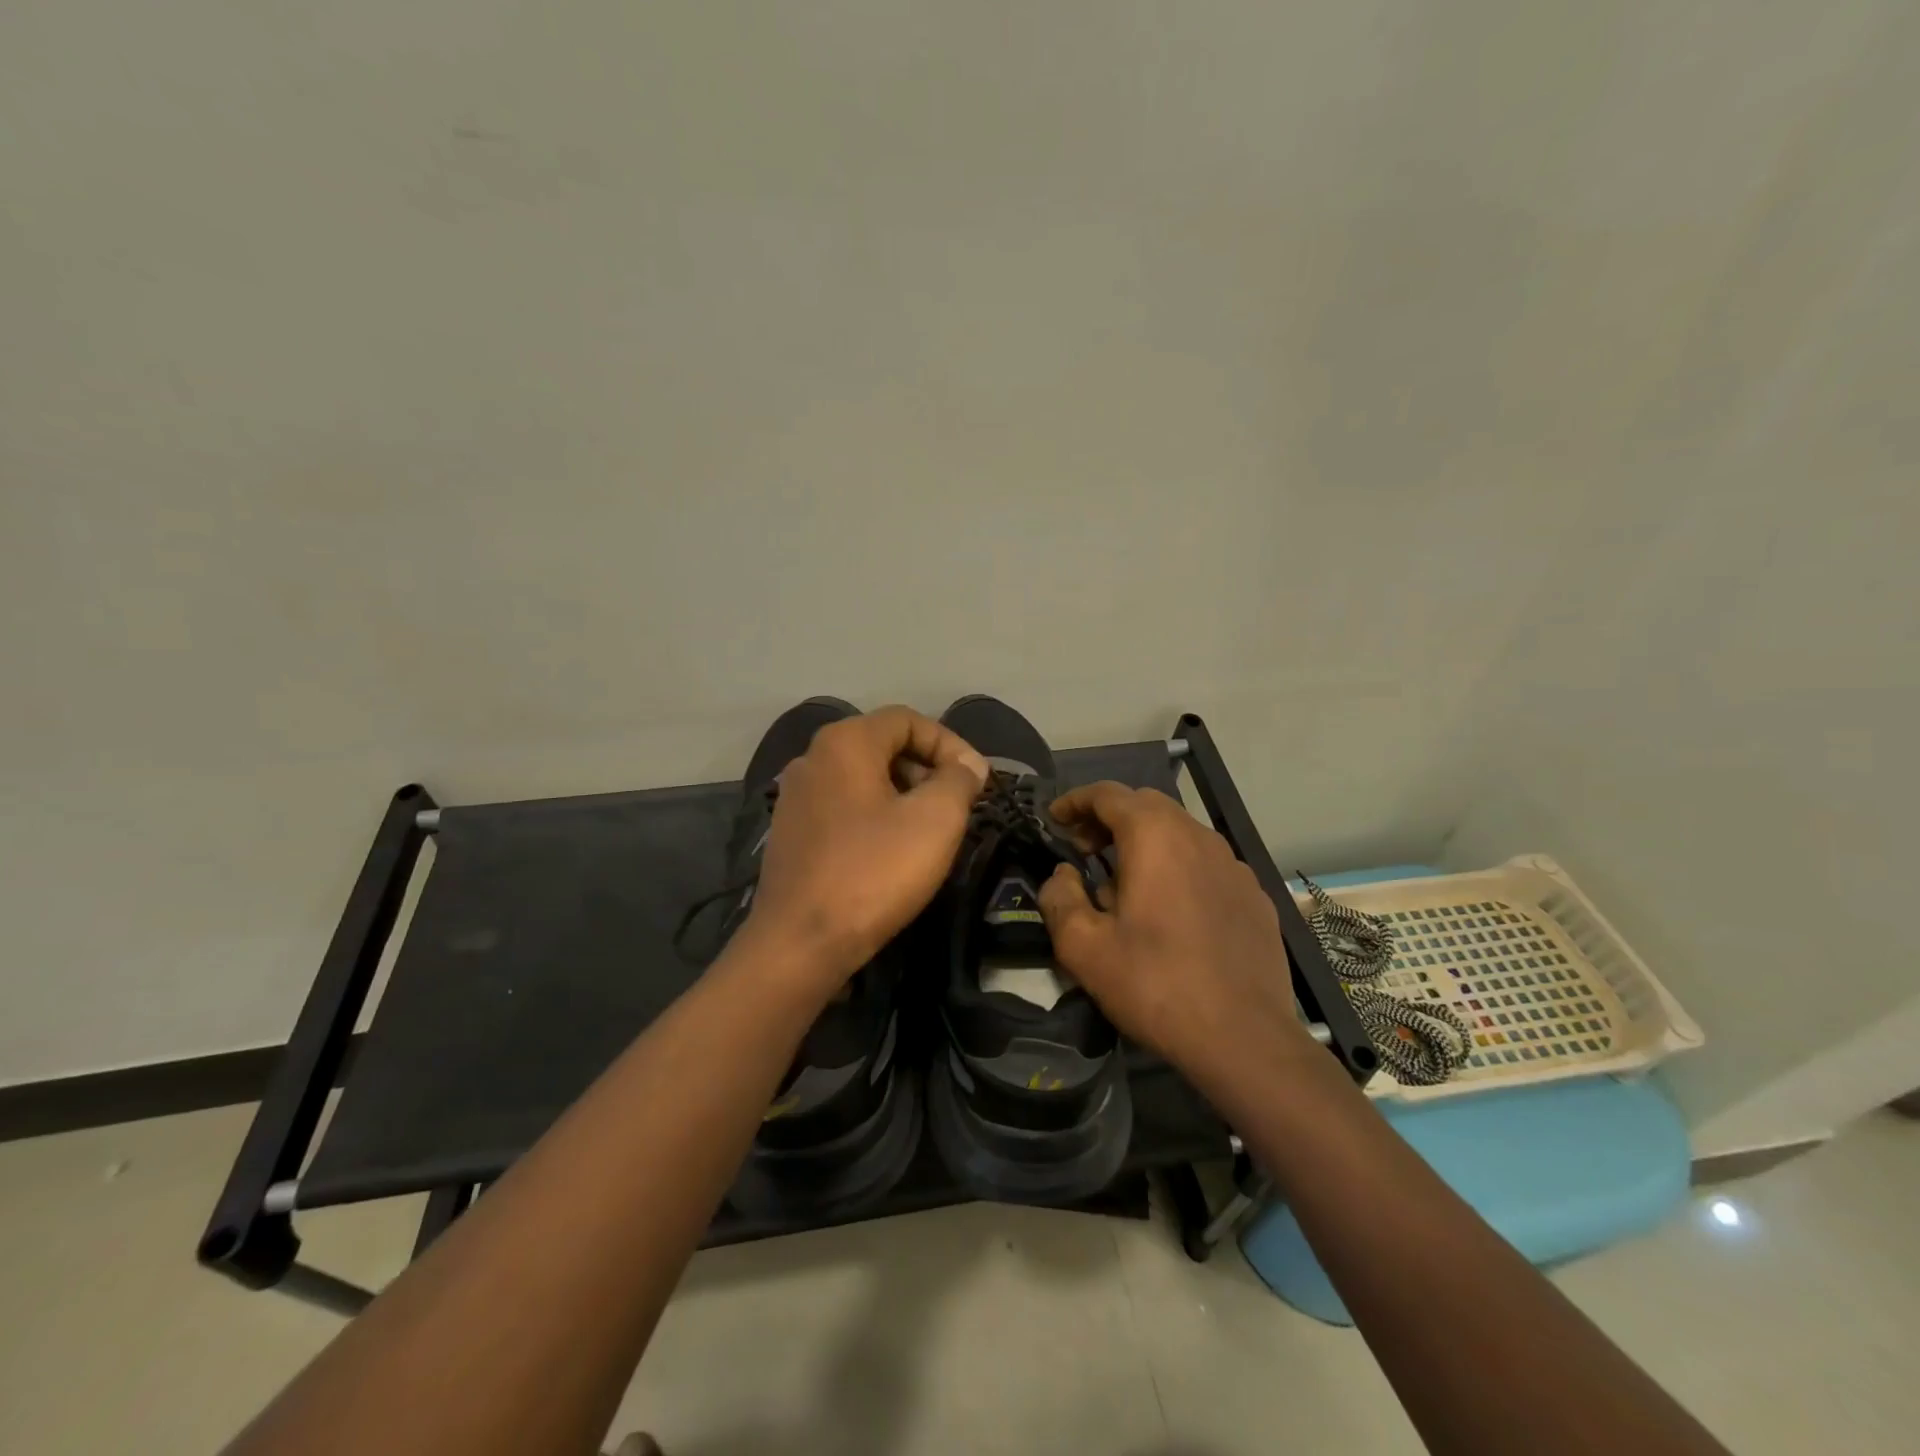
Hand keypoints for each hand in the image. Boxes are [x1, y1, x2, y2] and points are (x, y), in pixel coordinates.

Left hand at [741, 705, 987, 990]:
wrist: (800, 942)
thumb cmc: (873, 871)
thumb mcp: (935, 820)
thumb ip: (959, 780)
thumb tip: (968, 765)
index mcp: (844, 742)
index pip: (907, 719)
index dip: (950, 743)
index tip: (976, 780)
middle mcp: (812, 758)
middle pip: (883, 745)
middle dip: (927, 769)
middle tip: (958, 806)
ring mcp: (795, 797)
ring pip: (863, 778)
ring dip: (904, 795)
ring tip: (931, 831)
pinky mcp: (790, 833)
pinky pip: (843, 807)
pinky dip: (875, 816)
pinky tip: (892, 852)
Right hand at [1036, 781, 1313, 1079]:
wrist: (1245, 1039)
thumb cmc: (1155, 985)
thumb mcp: (1084, 948)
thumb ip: (1060, 898)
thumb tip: (1063, 875)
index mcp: (1155, 836)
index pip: (1107, 794)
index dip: (1074, 802)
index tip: (1053, 821)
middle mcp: (1199, 836)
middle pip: (1146, 805)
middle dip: (1109, 819)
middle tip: (1084, 851)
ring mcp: (1234, 865)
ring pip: (1180, 833)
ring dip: (1145, 843)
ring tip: (1124, 886)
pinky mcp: (1255, 895)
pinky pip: (1206, 864)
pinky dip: (1178, 868)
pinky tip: (1171, 911)